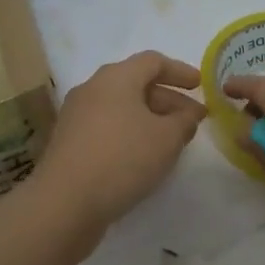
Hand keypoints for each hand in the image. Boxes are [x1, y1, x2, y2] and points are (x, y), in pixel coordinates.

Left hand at [23, 50, 205, 246]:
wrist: (63, 203)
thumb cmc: (121, 158)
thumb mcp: (166, 139)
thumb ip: (184, 122)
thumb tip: (188, 114)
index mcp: (116, 77)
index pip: (153, 61)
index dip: (180, 71)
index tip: (200, 85)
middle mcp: (93, 88)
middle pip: (136, 84)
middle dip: (168, 100)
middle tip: (192, 120)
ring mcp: (77, 115)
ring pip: (121, 107)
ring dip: (150, 119)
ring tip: (172, 141)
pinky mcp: (69, 142)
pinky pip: (108, 127)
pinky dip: (130, 134)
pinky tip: (143, 158)